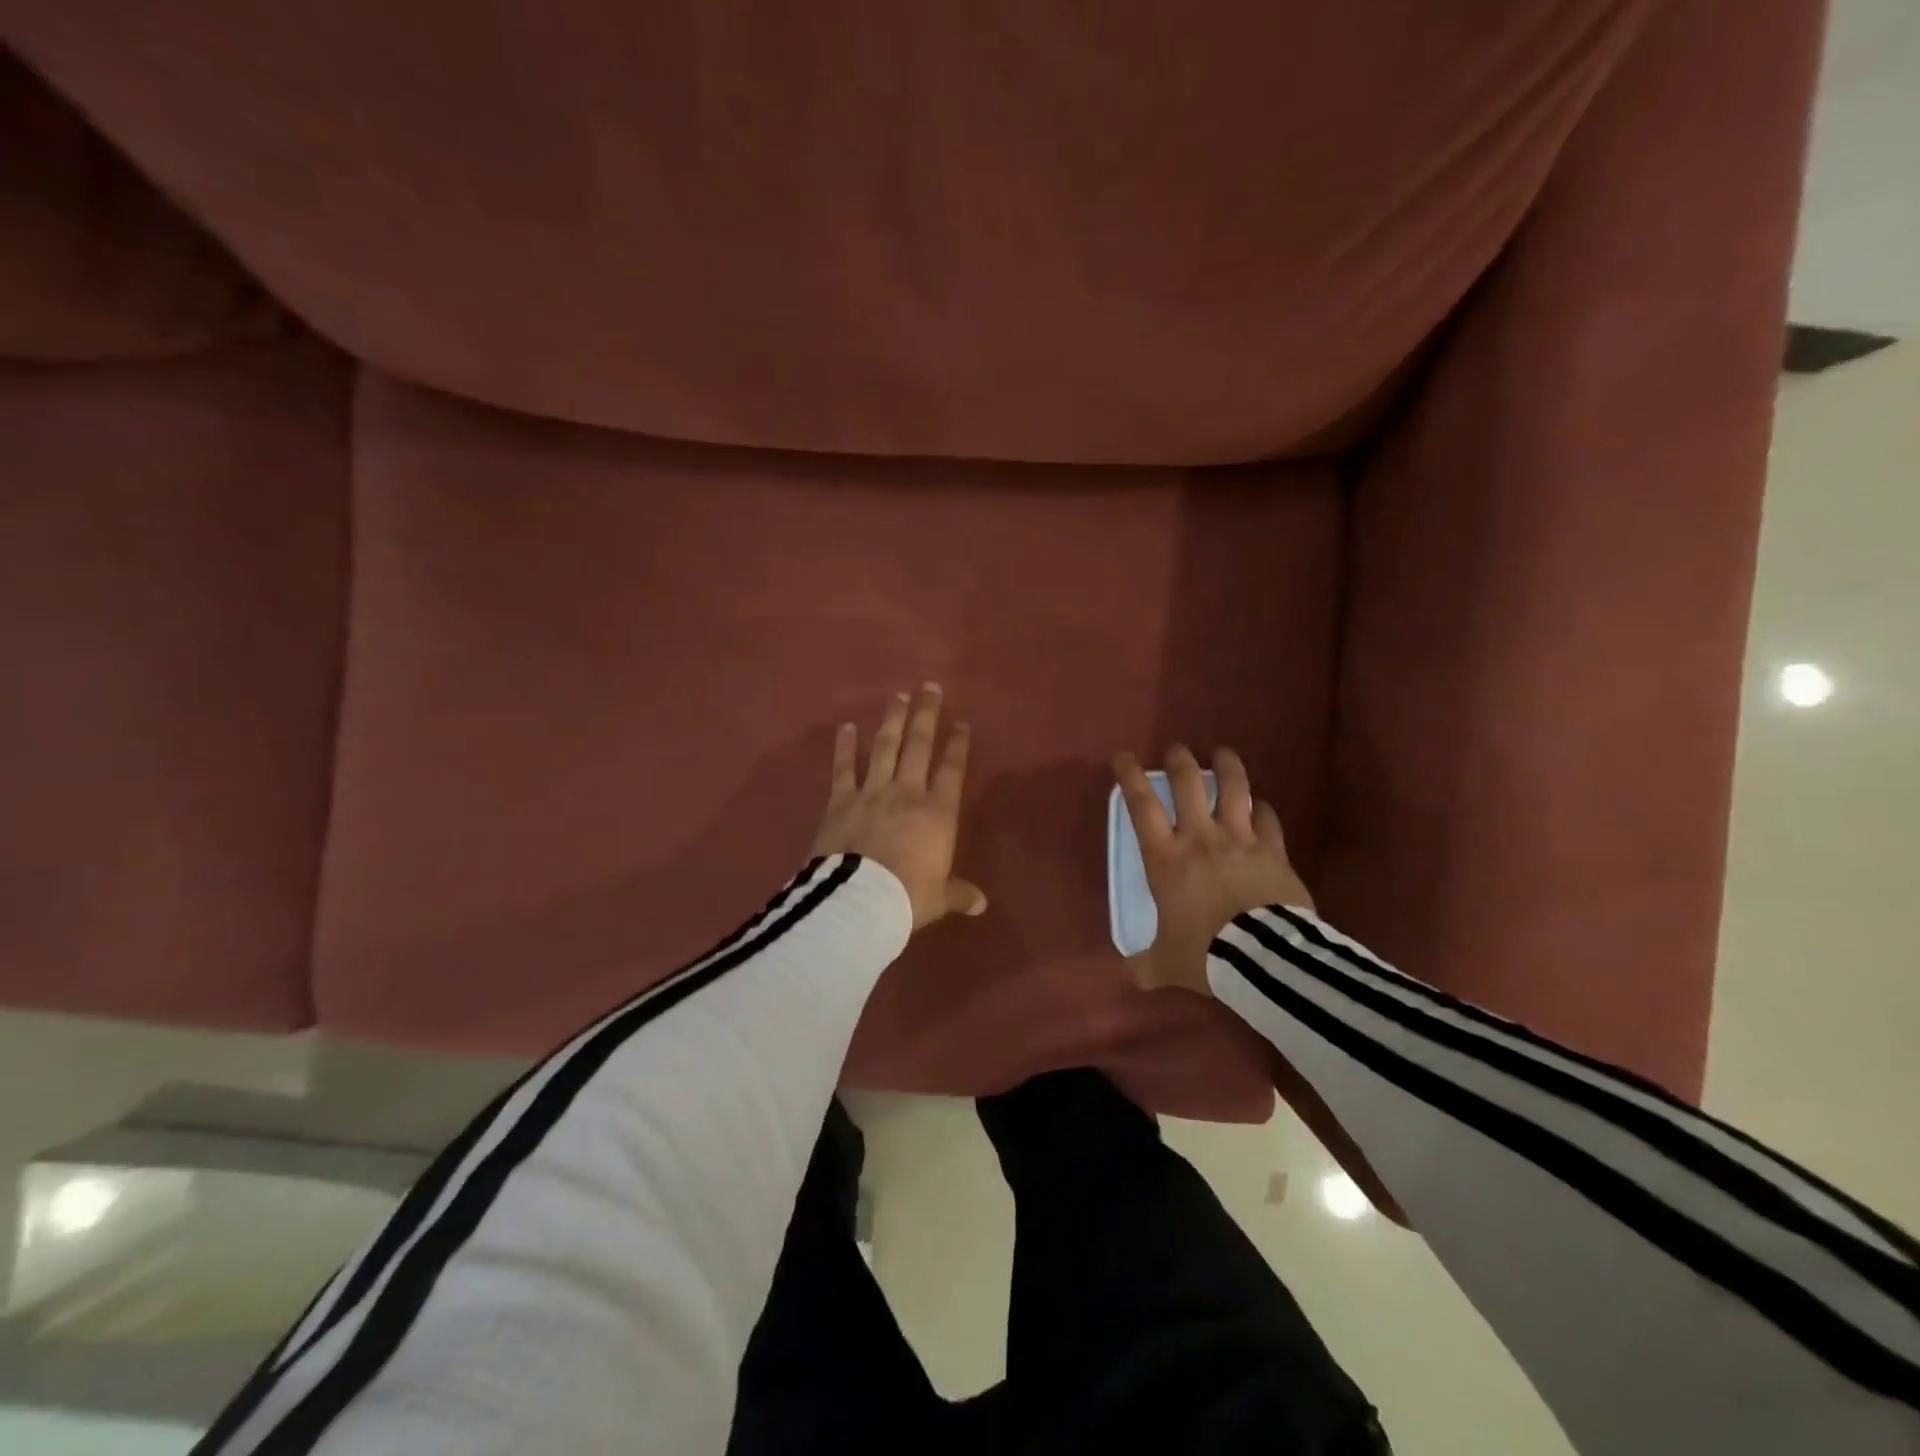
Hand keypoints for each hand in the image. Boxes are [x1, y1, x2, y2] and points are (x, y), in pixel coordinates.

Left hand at [813, 685, 987, 930]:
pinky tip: (846, 726)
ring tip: (898, 697)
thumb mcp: (939, 898)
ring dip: (892, 720)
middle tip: (930, 687)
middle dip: (926, 715)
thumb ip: (959, 894)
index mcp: (938, 813)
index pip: (952, 769)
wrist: (859, 901)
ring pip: (885, 748)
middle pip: (919, 745)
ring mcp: (872, 792)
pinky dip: (845, 746)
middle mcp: (907, 792)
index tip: (962, 722)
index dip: (958, 744)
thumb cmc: (908, 898)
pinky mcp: (840, 800)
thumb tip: (981, 904)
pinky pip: (843, 768)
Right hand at [1113, 745, 1311, 996]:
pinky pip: (1269, 820)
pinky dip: (1263, 809)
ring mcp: (1241, 840)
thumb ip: (1147, 966)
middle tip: (1177, 749)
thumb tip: (1130, 977)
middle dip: (1180, 760)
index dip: (1131, 777)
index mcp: (1166, 858)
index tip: (1124, 757)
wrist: (1264, 959)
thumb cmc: (1205, 954)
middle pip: (1189, 784)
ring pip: (1234, 789)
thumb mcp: (1167, 964)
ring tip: (1223, 753)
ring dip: (1228, 767)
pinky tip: (1262, 805)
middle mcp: (1201, 838)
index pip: (1142, 806)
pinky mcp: (1274, 852)